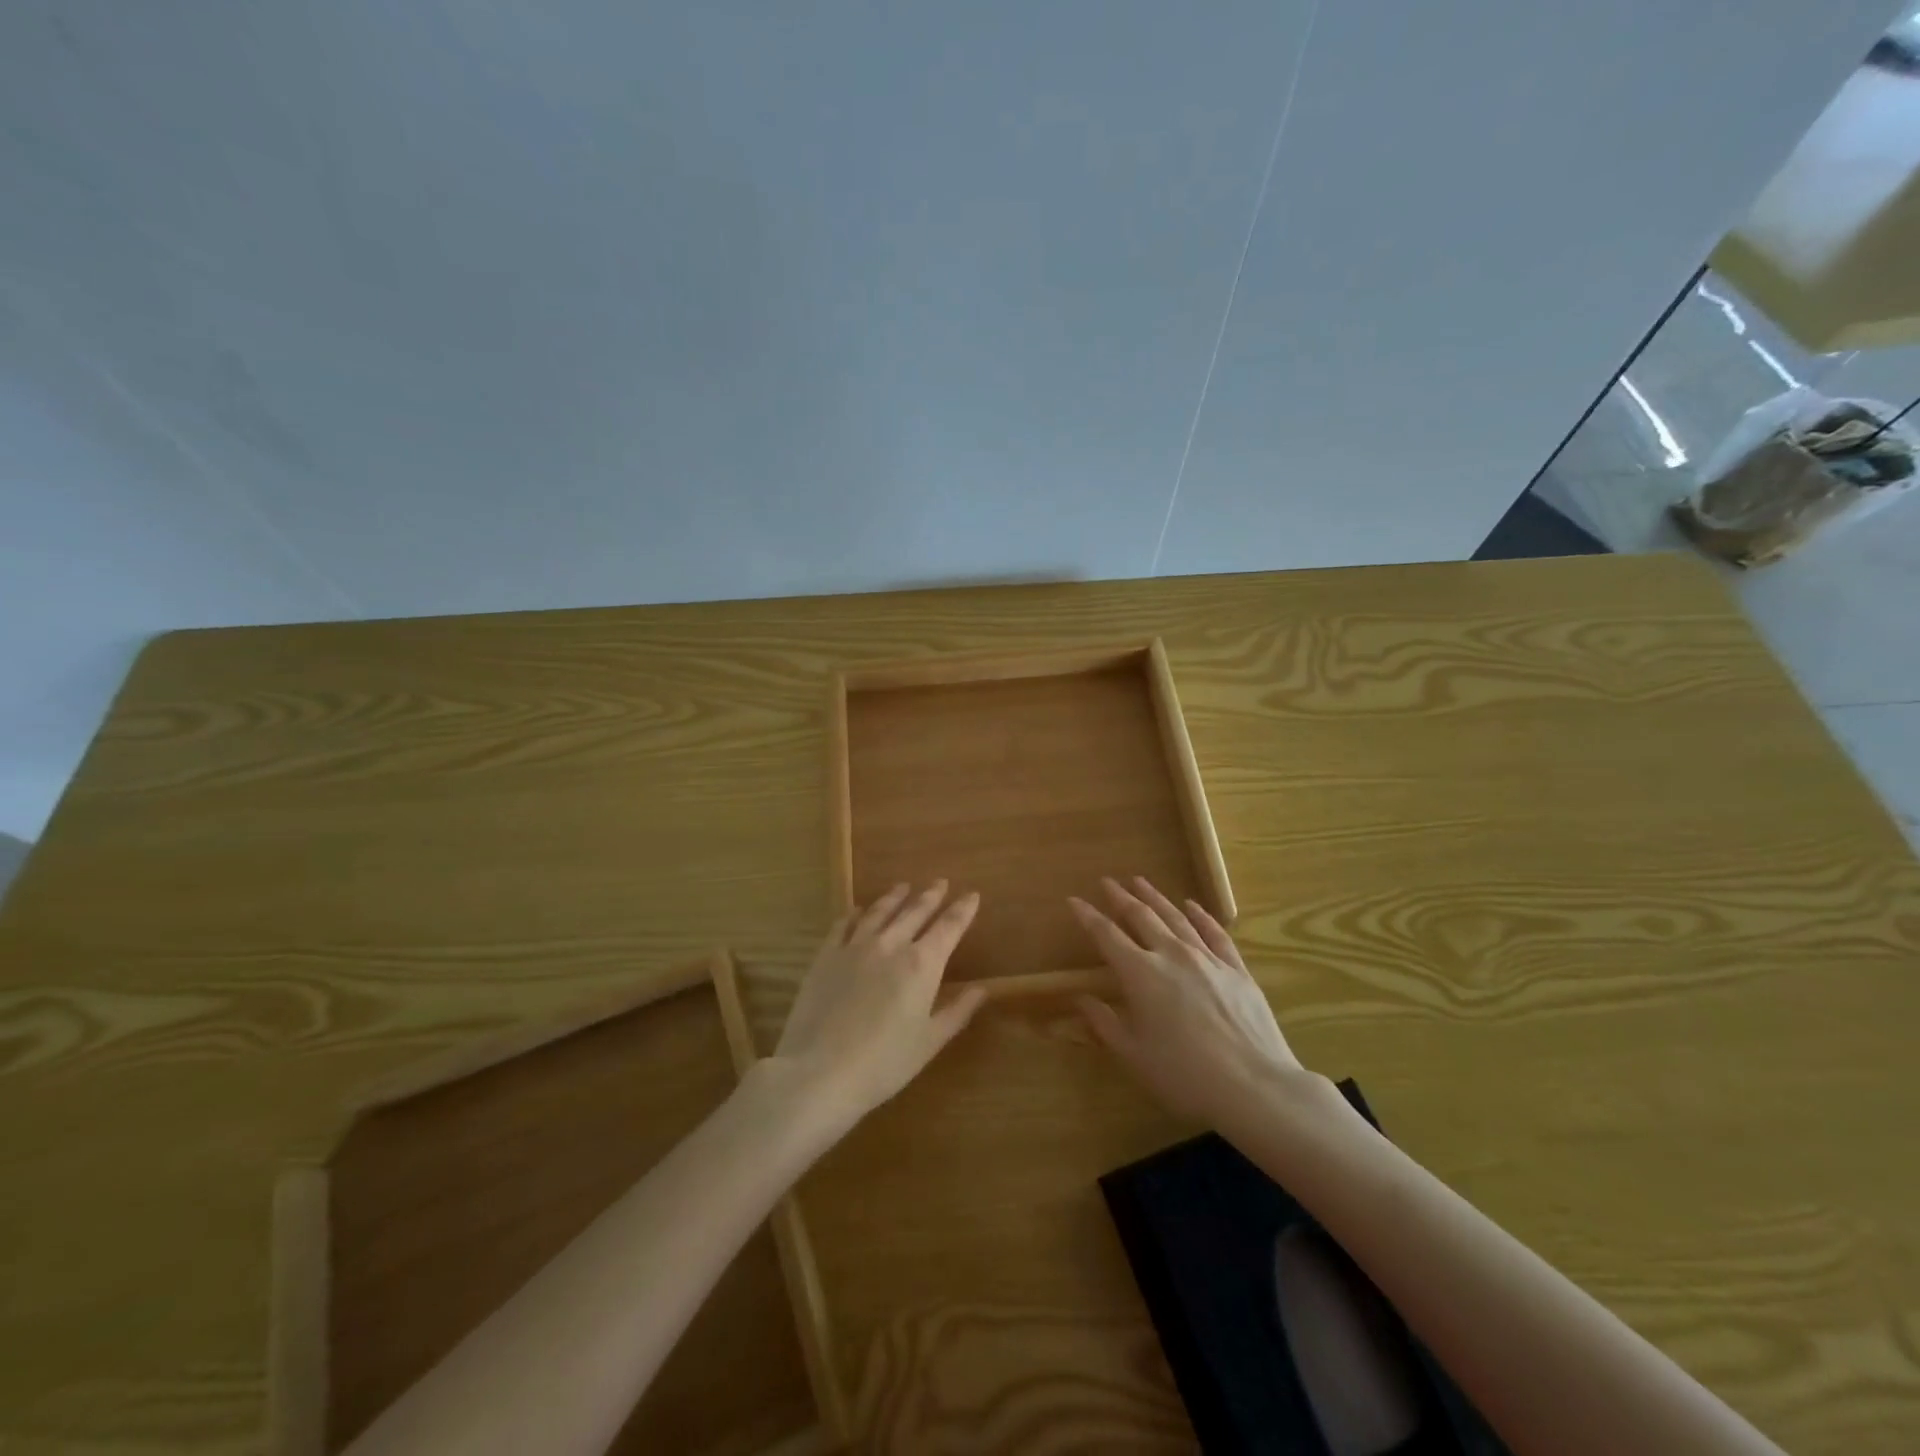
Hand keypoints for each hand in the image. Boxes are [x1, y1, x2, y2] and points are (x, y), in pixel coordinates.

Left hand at [771, 881, 986, 1131]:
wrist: (819, 1071)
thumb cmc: (883, 1063)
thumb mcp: (929, 1042)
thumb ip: (957, 1012)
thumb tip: (982, 989)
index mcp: (922, 964)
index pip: (949, 927)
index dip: (962, 910)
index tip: (972, 895)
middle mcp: (891, 945)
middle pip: (915, 911)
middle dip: (931, 896)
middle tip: (941, 882)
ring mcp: (855, 946)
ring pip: (880, 911)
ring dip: (895, 897)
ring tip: (904, 886)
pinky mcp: (826, 955)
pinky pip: (844, 924)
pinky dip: (855, 913)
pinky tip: (858, 910)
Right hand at [1072, 877, 1312, 1128]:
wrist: (1254, 1087)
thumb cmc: (1184, 1076)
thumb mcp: (1133, 1055)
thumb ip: (1104, 1022)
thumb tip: (1081, 998)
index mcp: (1140, 974)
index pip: (1106, 935)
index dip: (1088, 916)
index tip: (1074, 900)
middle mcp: (1171, 955)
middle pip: (1141, 916)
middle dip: (1121, 897)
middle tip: (1107, 882)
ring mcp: (1207, 959)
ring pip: (1175, 917)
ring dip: (1155, 897)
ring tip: (1140, 881)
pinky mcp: (1236, 969)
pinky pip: (1215, 933)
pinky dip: (1200, 916)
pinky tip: (1192, 905)